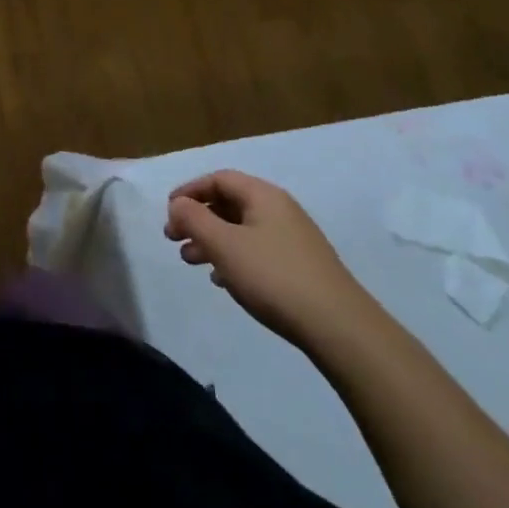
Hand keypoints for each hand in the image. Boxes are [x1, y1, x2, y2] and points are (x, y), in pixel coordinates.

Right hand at [165, 171, 376, 351]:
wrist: (340, 328)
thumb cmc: (274, 277)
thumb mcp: (224, 245)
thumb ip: (194, 219)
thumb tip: (178, 204)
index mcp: (263, 196)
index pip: (218, 179)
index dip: (189, 191)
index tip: (168, 212)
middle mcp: (280, 210)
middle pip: (229, 203)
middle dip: (197, 219)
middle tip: (173, 240)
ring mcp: (293, 239)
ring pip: (241, 229)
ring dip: (212, 240)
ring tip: (192, 262)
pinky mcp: (300, 267)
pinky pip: (256, 250)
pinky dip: (233, 258)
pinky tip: (223, 280)